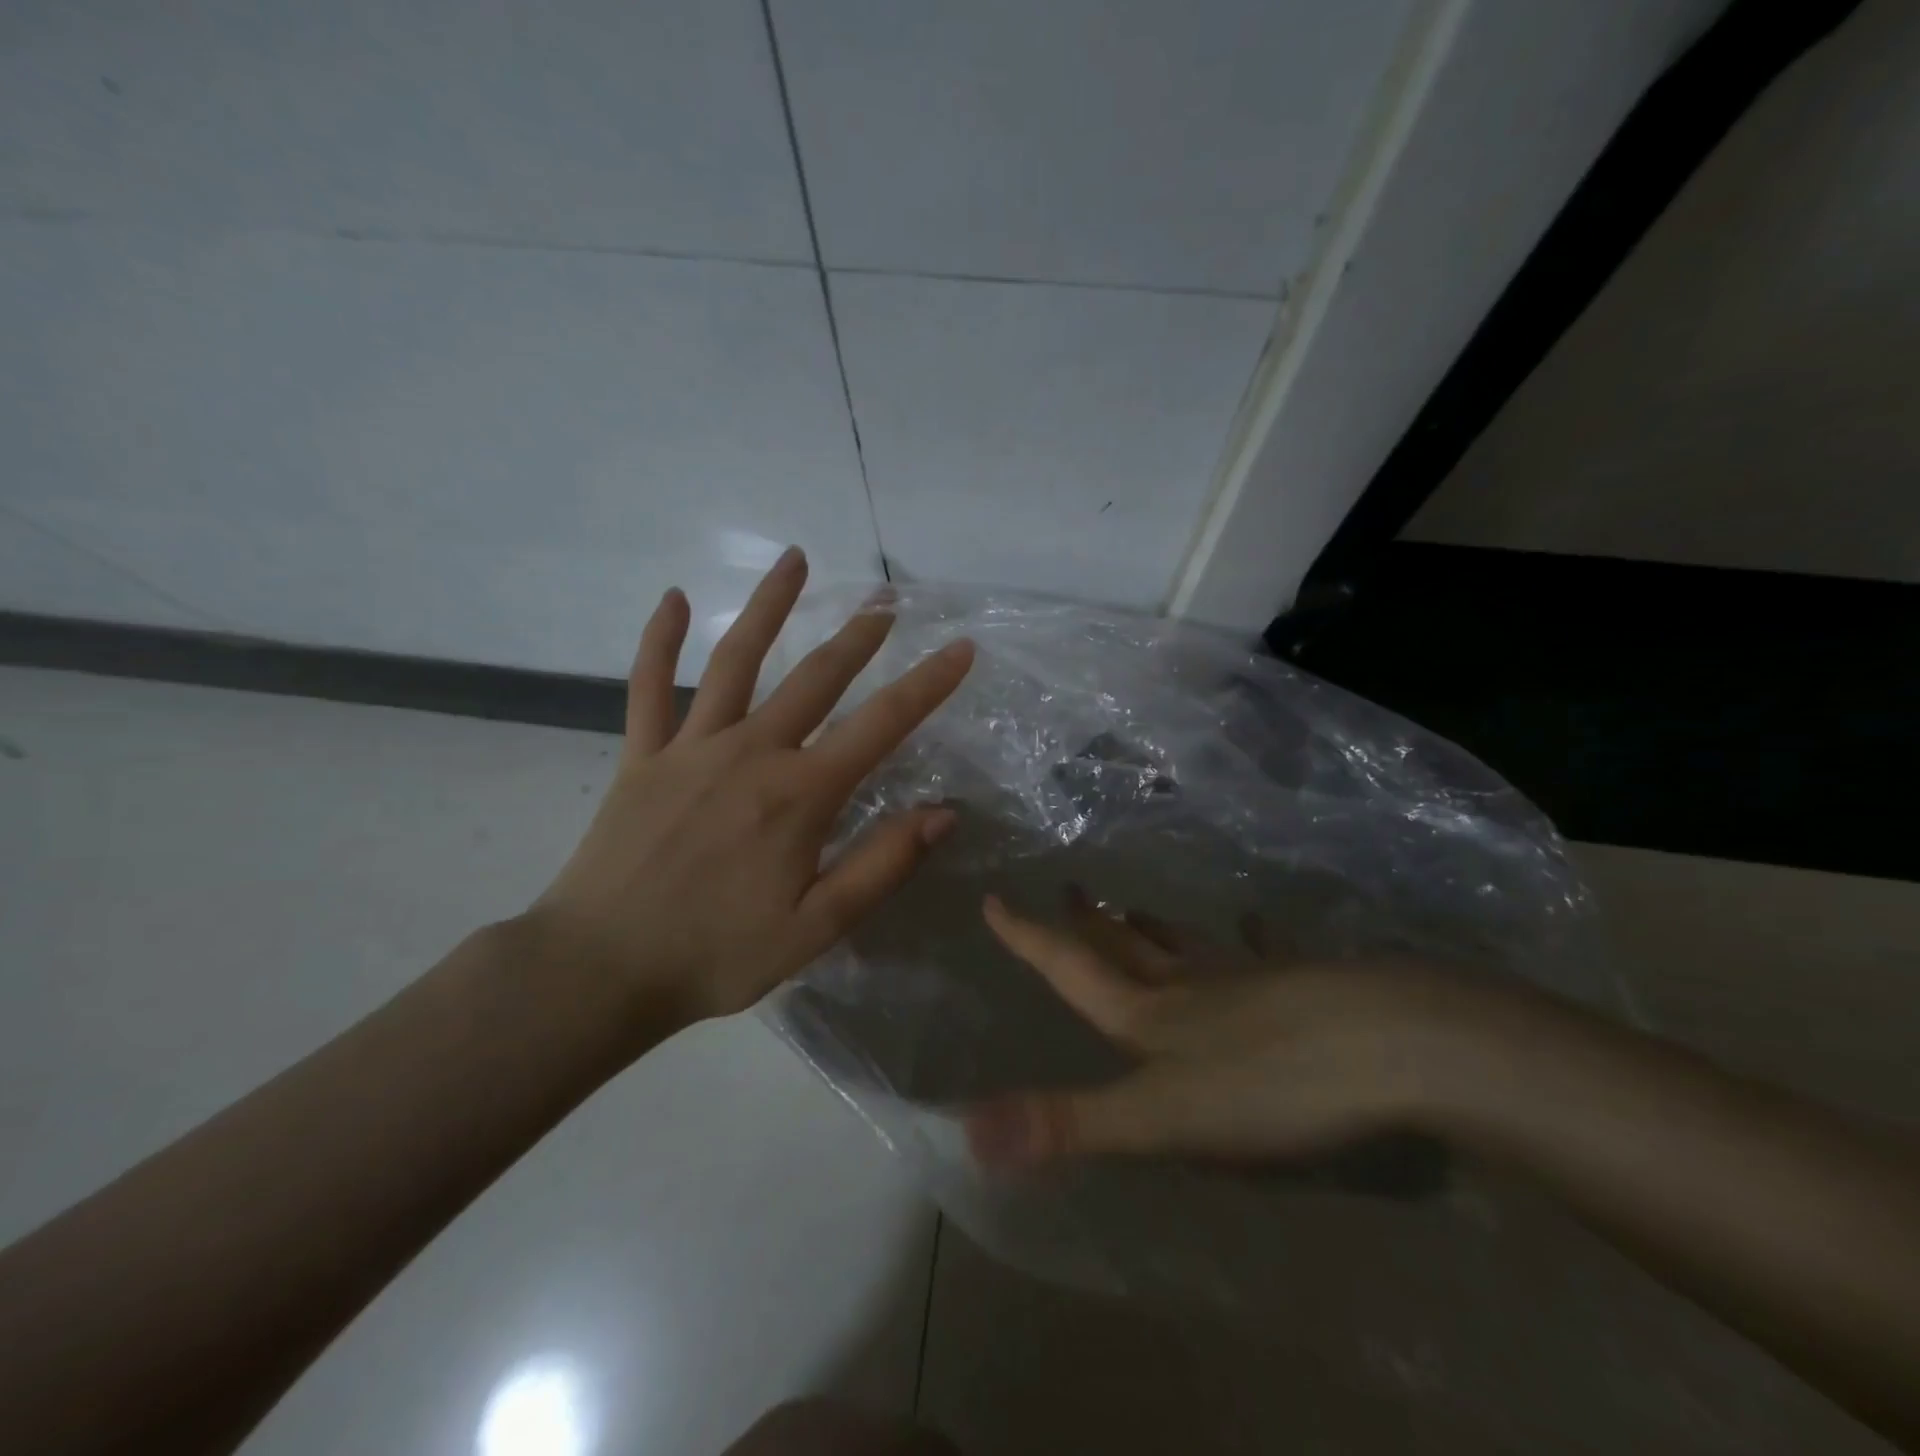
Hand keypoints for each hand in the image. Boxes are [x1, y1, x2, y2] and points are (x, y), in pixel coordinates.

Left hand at [525, 548, 973, 1034]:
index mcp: (800, 794)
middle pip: (816, 678)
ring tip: (795, 560)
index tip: (961, 649)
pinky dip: (660, 640)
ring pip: (737, 660)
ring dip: (769, 607)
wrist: (600, 969)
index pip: (881, 725)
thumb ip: (882, 865)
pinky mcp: (641, 756)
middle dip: (858, 636)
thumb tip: (943, 813)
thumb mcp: (817, 926)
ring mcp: (690, 747)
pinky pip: (649, 686)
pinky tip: (676, 598)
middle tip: (886, 601)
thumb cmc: (718, 954)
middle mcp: (751, 753)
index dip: (928, 685)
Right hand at [964, 890, 1520, 1167]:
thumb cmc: (1272, 1085)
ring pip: (1189, 947)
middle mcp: (1193, 988)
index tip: (995, 900)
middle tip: (1070, 890)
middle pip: (1127, 951)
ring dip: (1155, 929)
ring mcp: (1252, 981)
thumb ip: (1069, 1123)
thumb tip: (967, 1128)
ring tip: (1134, 908)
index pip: (1071, 970)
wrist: (1397, 1047)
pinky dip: (1254, 936)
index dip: (1029, 939)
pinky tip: (1254, 920)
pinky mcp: (1308, 985)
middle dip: (1091, 925)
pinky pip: (1267, 953)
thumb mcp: (1161, 1118)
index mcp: (1150, 1015)